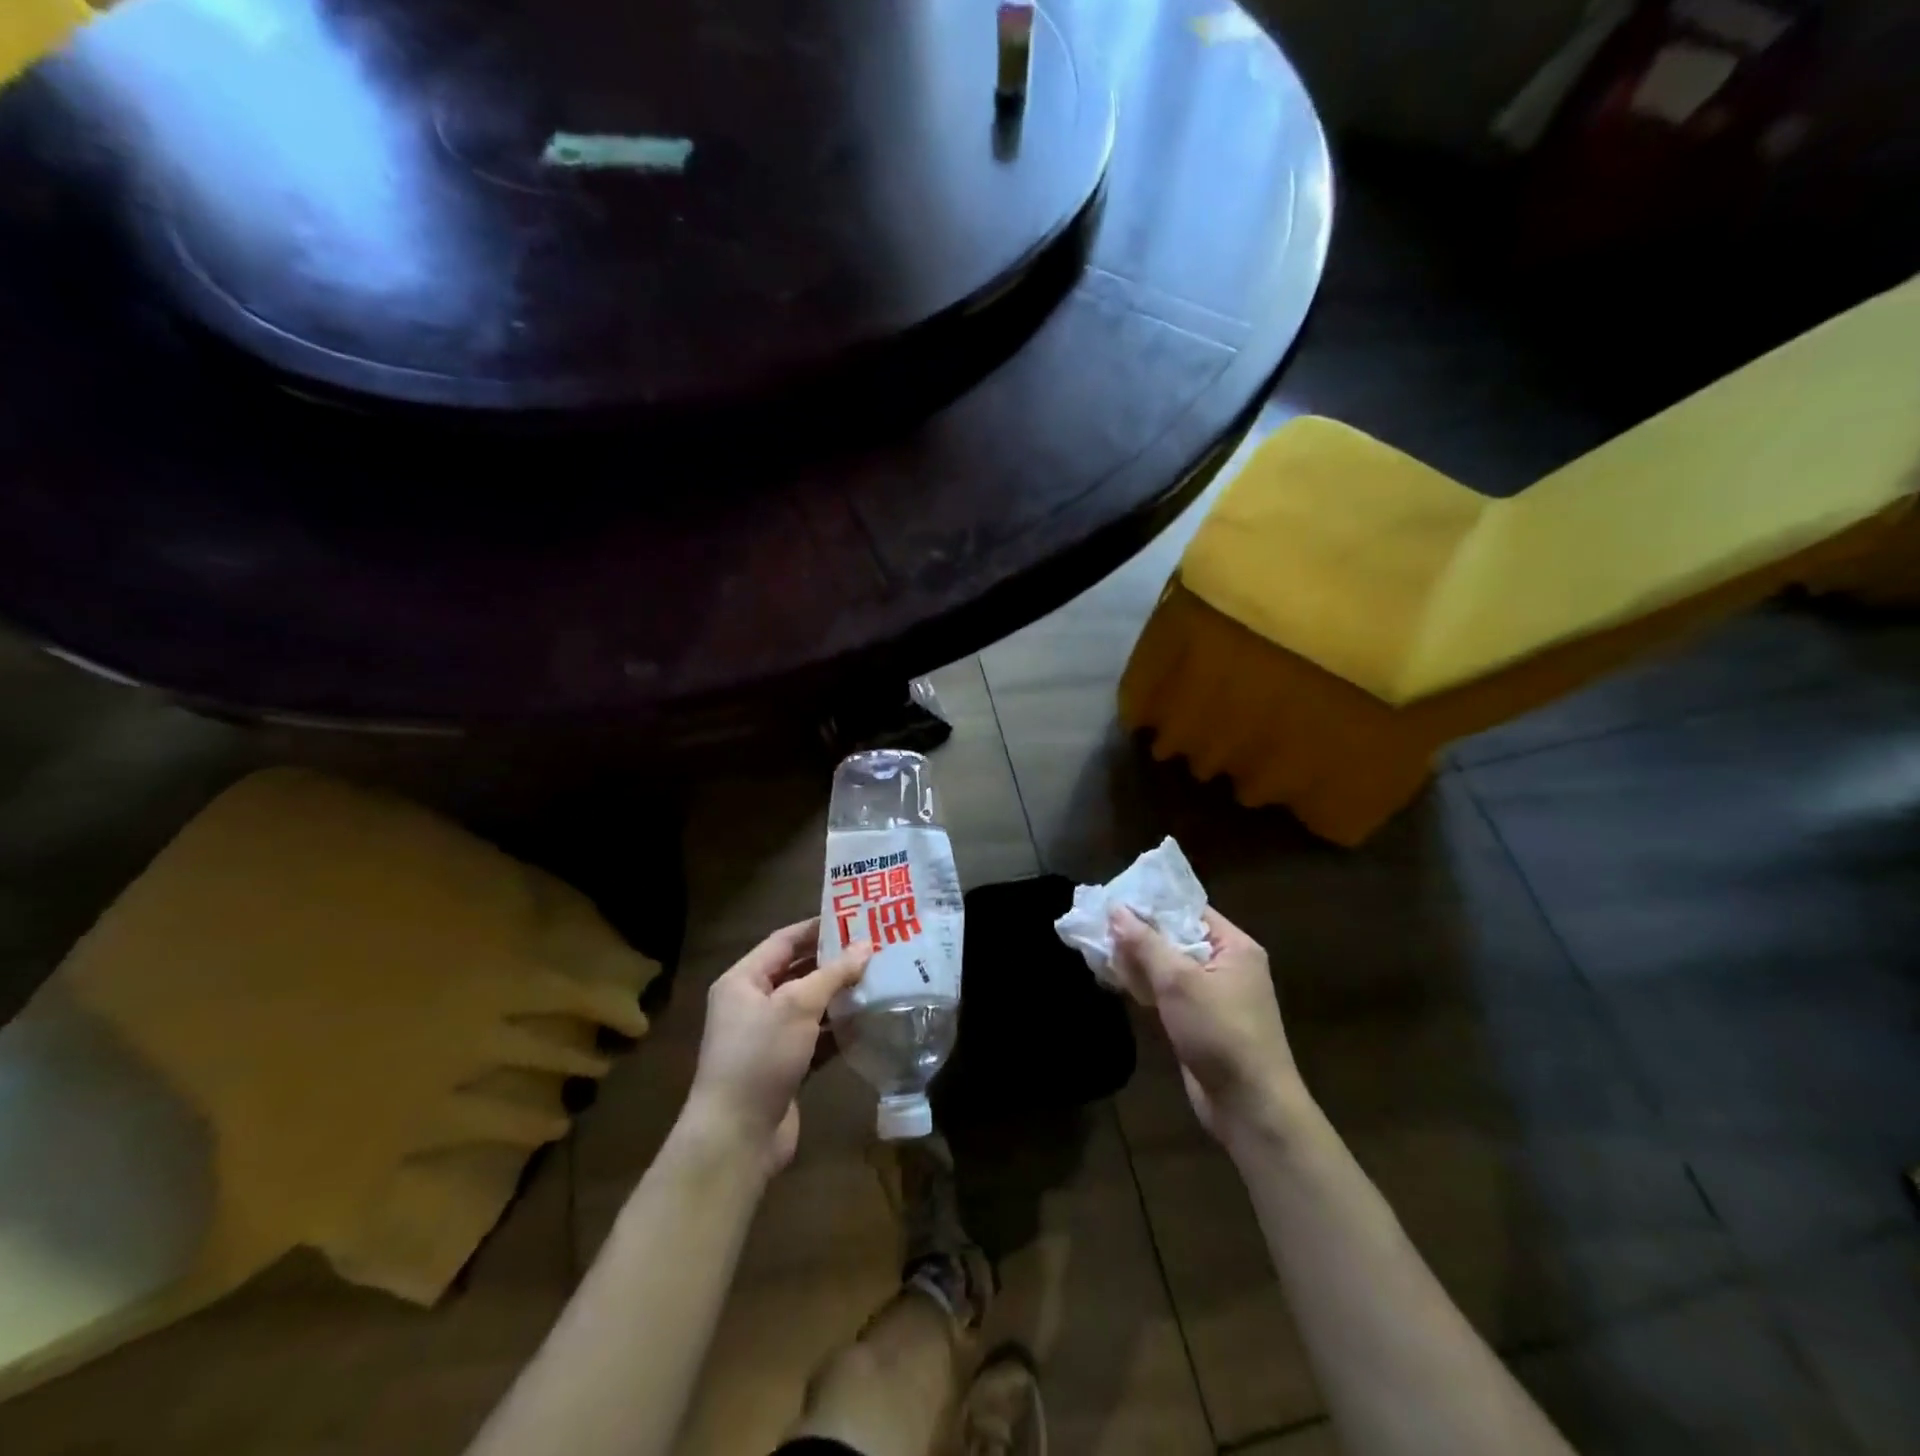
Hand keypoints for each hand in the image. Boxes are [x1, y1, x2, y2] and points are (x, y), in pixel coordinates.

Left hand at [684, 919, 872, 1174]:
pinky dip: (838, 1030)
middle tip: (875, 947)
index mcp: (743, 980)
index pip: (783, 941)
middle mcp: (752, 1004)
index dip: (817, 928)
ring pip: (810, 1007)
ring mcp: (768, 1038)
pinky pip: (816, 1038)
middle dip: (834, 962)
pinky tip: (869, 1021)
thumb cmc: (761, 1055)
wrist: (737, 1136)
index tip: (855, 917)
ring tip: (880, 978)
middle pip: (797, 972)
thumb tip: (866, 947)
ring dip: (840, 996)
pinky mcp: (785, 1067)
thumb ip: (833, 973)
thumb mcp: (798, 1005)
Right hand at [1110, 906, 1301, 1146]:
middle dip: (1139, 931)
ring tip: (1097, 946)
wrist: (1250, 1107)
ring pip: (1168, 965)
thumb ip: (1146, 943)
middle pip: (1176, 936)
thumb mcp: (1179, 982)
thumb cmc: (1221, 1033)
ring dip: (1137, 959)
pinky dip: (1144, 984)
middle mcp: (1226, 964)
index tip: (1114, 896)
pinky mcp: (1199, 1020)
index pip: (1189, 909)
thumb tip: (1116, 909)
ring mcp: (1213, 994)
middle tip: (1097, 920)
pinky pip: (1167, 991)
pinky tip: (1114, 978)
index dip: (1152, 902)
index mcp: (1234, 946)